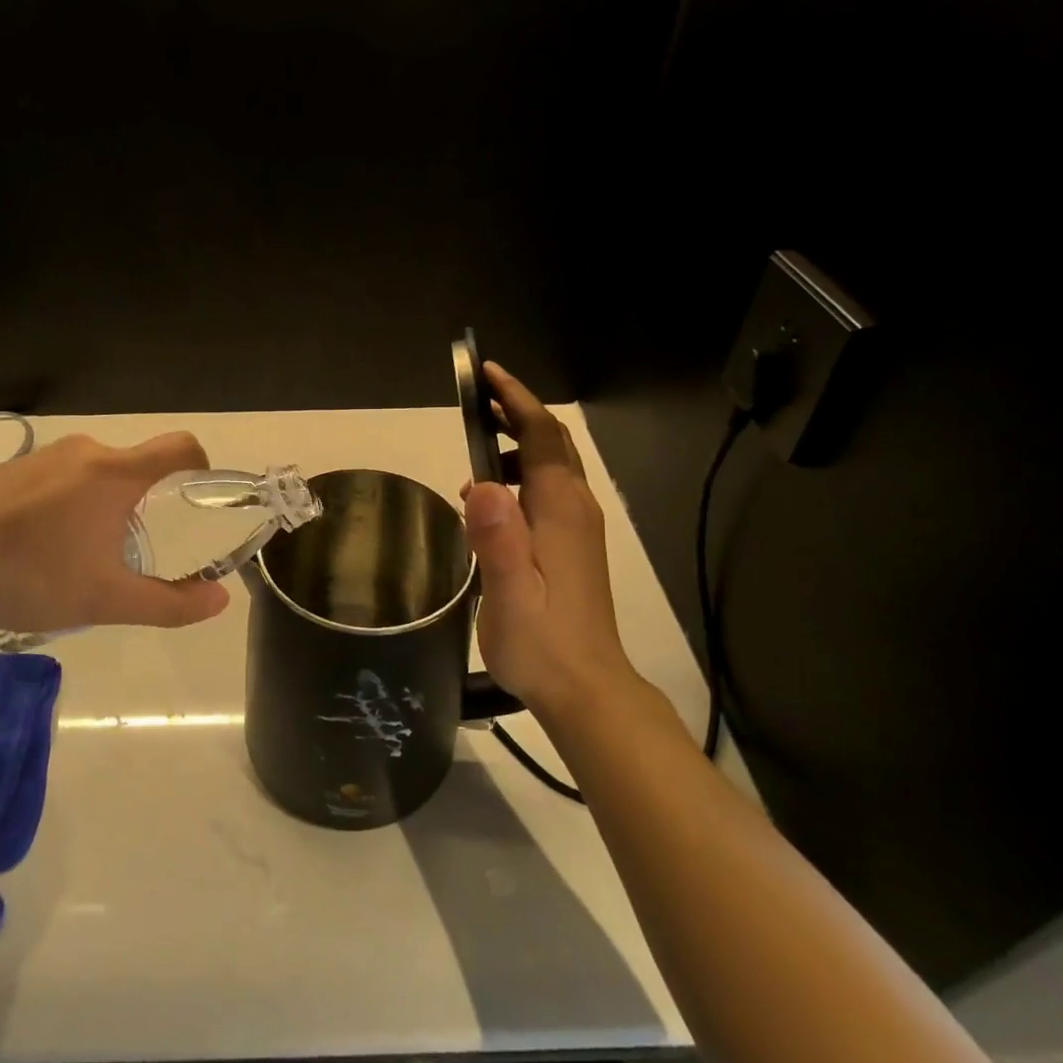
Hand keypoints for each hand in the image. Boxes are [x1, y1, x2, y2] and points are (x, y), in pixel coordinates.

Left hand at [0, 431, 230, 640]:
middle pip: (137, 464)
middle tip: (136, 545)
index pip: (179, 446)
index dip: (201, 465)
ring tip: (86, 550)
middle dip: (147, 499)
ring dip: (106, 502)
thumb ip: (170, 603)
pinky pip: (62, 476)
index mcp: (114, 472)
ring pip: (97, 471)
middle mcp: (84, 451)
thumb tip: (220, 600)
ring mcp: (43, 456)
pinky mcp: (13, 469)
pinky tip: (44, 543)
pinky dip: (71, 501)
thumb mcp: (107, 599)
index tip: (201, 497)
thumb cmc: (31, 578)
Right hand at [464, 362, 635, 717]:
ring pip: (553, 465)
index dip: (515, 399)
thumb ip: (497, 538)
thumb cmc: (541, 641)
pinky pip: (550, 490)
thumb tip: (481, 483)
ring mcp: (579, 527)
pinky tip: (492, 501)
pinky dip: (523, 475)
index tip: (487, 374)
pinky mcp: (575, 546)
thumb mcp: (509, 592)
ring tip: (476, 446)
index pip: (543, 434)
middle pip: (553, 442)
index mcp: (559, 508)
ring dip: (519, 443)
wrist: (586, 688)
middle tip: (476, 399)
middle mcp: (575, 508)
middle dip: (517, 411)